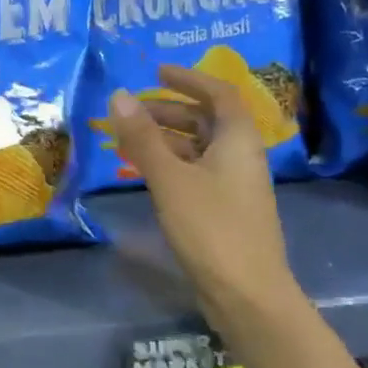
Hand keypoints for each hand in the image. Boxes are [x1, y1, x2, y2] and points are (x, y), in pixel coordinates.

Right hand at [105, 63, 293, 336]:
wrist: (247, 294)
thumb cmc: (212, 229)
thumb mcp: (171, 179)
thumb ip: (143, 138)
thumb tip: (119, 95)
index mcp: (238, 140)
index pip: (219, 93)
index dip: (189, 79)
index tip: (156, 72)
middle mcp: (241, 156)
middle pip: (207, 120)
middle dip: (169, 110)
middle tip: (131, 112)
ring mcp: (234, 185)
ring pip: (199, 148)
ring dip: (166, 139)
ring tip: (127, 141)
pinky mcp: (224, 210)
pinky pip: (196, 172)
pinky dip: (170, 164)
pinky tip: (145, 173)